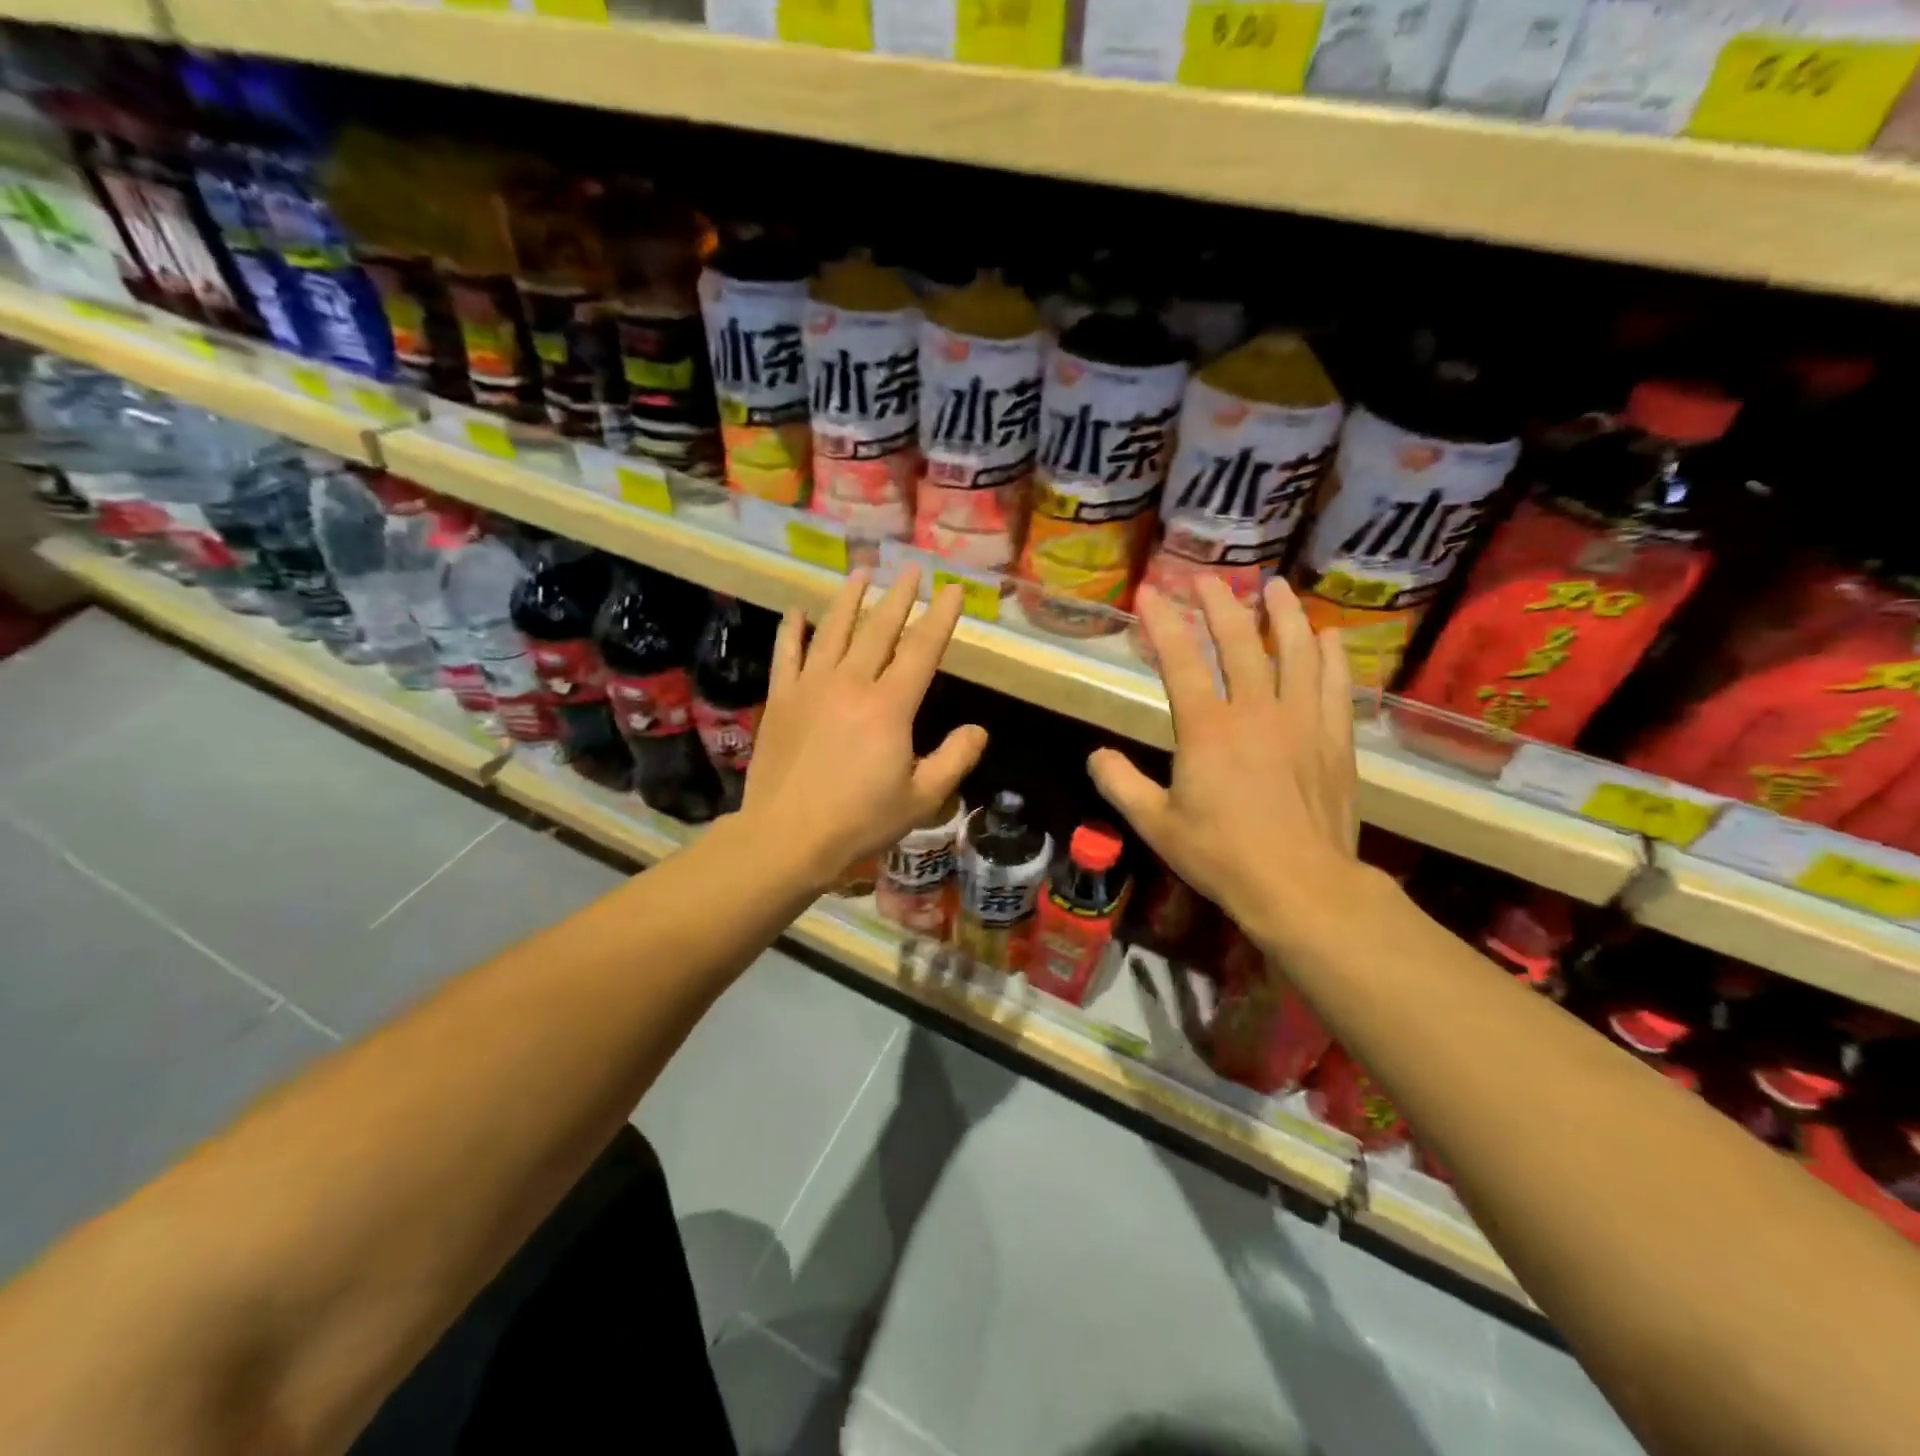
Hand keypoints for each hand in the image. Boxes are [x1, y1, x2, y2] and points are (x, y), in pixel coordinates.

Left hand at [743, 566, 986, 886]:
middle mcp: (851, 683)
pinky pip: (787, 654)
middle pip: (879, 629)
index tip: (953, 590)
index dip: (940, 617)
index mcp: (889, 706)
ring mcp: (811, 687)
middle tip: (911, 569)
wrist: (787, 837)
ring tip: (861, 572)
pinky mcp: (781, 699)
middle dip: (899, 596)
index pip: (922, 649)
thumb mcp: (922, 799)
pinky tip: (798, 611)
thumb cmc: (860, 821)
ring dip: (849, 598)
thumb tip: (979, 730)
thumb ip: (955, 760)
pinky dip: (793, 630)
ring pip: (833, 630)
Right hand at [1087, 576, 1363, 952]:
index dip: (1163, 621)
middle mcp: (1255, 711)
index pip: (1180, 659)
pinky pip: (1335, 683)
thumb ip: (1120, 785)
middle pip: (1238, 641)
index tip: (1150, 591)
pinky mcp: (1334, 739)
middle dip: (1220, 603)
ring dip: (1282, 614)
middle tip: (1208, 578)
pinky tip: (1327, 637)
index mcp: (1207, 728)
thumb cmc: (1221, 855)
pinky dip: (1330, 655)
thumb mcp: (1155, 824)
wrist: (1300, 885)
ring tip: (1275, 586)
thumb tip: (1096, 756)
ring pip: (1295, 651)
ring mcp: (1301, 721)